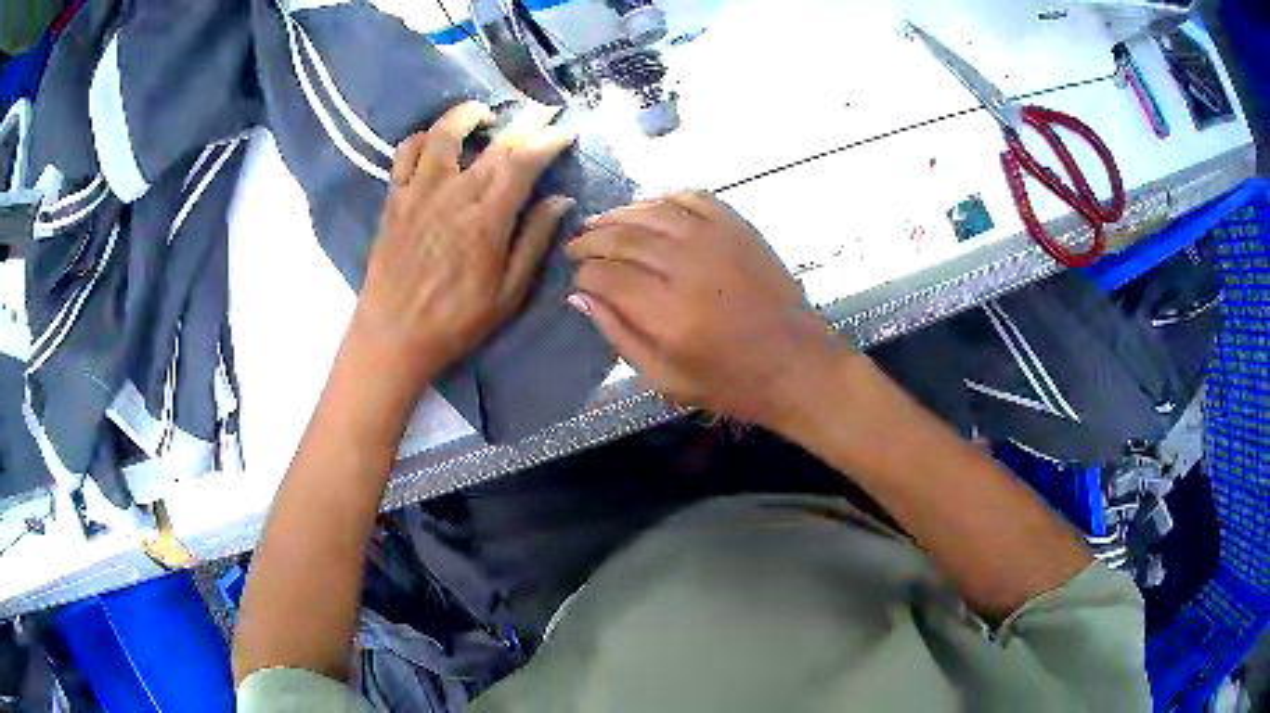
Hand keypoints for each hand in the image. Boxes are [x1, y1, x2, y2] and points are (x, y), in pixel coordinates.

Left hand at [351, 101, 576, 388]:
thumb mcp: (508, 293)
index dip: (549, 139)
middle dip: (526, 119)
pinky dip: (423, 137)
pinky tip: (436, 142)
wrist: (393, 335)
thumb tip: (561, 200)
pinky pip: (406, 152)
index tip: (565, 131)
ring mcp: (419, 191)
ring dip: (468, 115)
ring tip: (484, 117)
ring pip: (444, 132)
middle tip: (543, 110)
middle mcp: (454, 194)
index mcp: (487, 219)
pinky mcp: (394, 197)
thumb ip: (535, 241)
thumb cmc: (455, 321)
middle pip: (495, 140)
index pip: (524, 161)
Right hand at [565, 191, 848, 425]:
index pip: (606, 275)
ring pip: (652, 211)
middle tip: (576, 246)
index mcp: (667, 313)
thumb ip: (618, 334)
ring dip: (618, 214)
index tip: (577, 279)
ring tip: (599, 223)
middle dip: (591, 239)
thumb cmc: (730, 382)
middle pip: (623, 237)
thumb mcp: (664, 378)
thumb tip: (580, 295)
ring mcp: (715, 240)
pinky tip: (649, 209)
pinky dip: (664, 198)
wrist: (796, 363)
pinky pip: (691, 198)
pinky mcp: (738, 228)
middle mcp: (687, 266)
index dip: (583, 273)